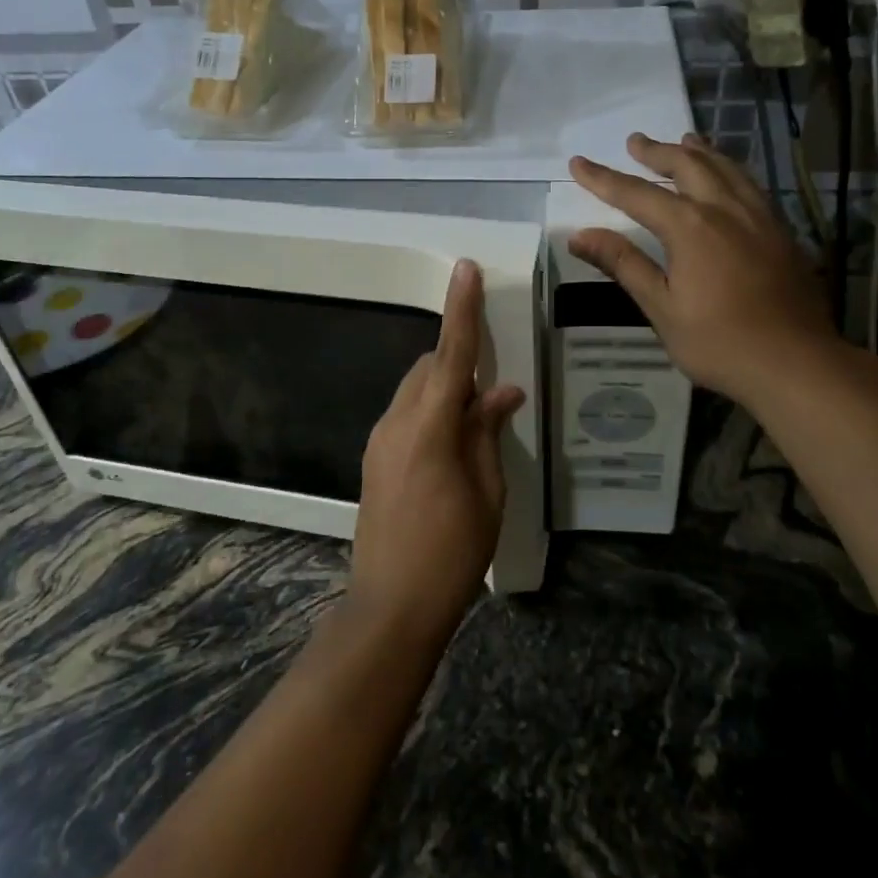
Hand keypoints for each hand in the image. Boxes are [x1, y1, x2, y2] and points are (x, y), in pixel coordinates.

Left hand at [349, 259, 524, 648]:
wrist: (391, 607)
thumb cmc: (452, 553)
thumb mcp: (487, 493)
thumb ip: (487, 433)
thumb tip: (502, 392)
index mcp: (429, 428)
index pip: (452, 355)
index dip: (462, 310)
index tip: (467, 269)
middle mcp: (396, 423)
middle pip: (430, 367)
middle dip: (459, 360)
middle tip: (493, 388)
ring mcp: (379, 440)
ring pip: (415, 388)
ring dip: (445, 387)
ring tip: (477, 420)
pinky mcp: (374, 459)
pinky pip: (406, 413)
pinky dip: (431, 409)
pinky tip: (453, 442)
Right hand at [568, 133, 842, 408]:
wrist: (796, 362)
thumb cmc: (719, 342)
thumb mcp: (661, 307)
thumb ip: (623, 264)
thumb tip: (579, 236)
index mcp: (690, 227)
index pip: (636, 193)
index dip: (604, 178)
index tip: (578, 162)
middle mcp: (725, 209)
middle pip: (687, 166)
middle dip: (657, 151)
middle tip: (635, 142)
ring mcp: (759, 217)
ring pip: (726, 168)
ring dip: (698, 151)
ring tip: (684, 140)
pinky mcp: (782, 231)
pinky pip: (750, 185)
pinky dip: (730, 169)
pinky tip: (729, 178)